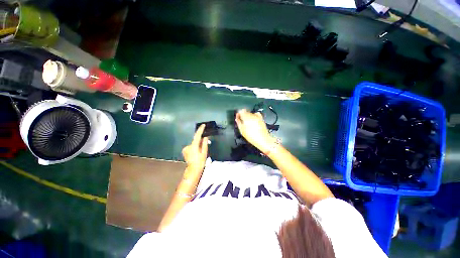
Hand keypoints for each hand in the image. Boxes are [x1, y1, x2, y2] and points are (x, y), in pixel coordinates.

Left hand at [182, 124, 208, 171]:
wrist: (193, 170)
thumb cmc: (200, 161)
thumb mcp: (204, 152)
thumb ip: (204, 144)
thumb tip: (205, 137)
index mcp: (194, 146)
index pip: (197, 135)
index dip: (200, 130)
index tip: (203, 125)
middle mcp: (188, 146)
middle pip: (195, 140)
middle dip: (200, 141)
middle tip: (204, 145)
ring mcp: (185, 148)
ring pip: (193, 144)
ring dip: (197, 145)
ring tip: (200, 152)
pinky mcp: (184, 151)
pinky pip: (191, 147)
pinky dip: (194, 148)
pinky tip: (196, 153)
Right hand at [235, 109, 275, 152]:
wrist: (263, 140)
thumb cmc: (251, 136)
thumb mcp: (242, 131)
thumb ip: (239, 123)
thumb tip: (237, 118)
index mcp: (246, 117)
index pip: (241, 111)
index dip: (238, 114)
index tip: (238, 117)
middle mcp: (252, 115)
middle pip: (246, 111)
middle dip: (243, 115)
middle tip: (242, 121)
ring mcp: (258, 116)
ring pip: (251, 113)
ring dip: (248, 116)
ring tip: (248, 122)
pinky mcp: (261, 119)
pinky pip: (256, 115)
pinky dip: (254, 116)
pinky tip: (253, 121)